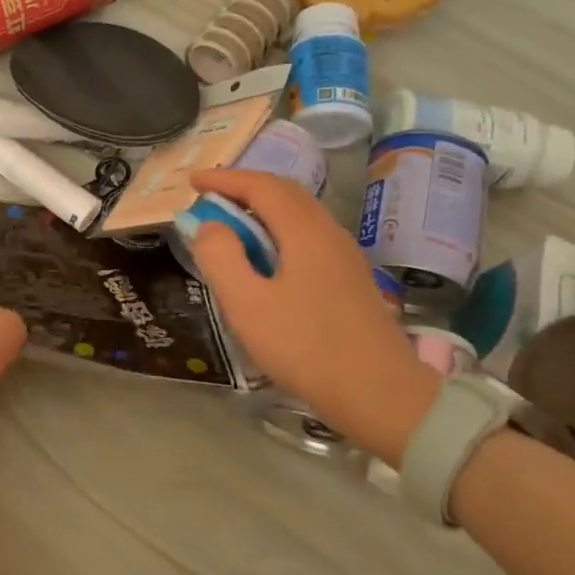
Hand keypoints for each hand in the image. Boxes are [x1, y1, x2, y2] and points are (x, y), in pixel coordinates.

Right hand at [188, 168, 440, 466]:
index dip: (224, 178)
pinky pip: (308, 235)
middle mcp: (329, 233)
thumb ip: (221, 257)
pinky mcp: (350, 279)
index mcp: (304, 232)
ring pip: (299, 214)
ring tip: (231, 226)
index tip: (192, 181)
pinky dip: (278, 230)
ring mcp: (344, 256)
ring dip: (262, 209)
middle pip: (285, 192)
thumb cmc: (306, 348)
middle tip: (209, 199)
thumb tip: (209, 225)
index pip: (261, 186)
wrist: (382, 396)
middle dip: (244, 188)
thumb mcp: (247, 304)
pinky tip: (265, 258)